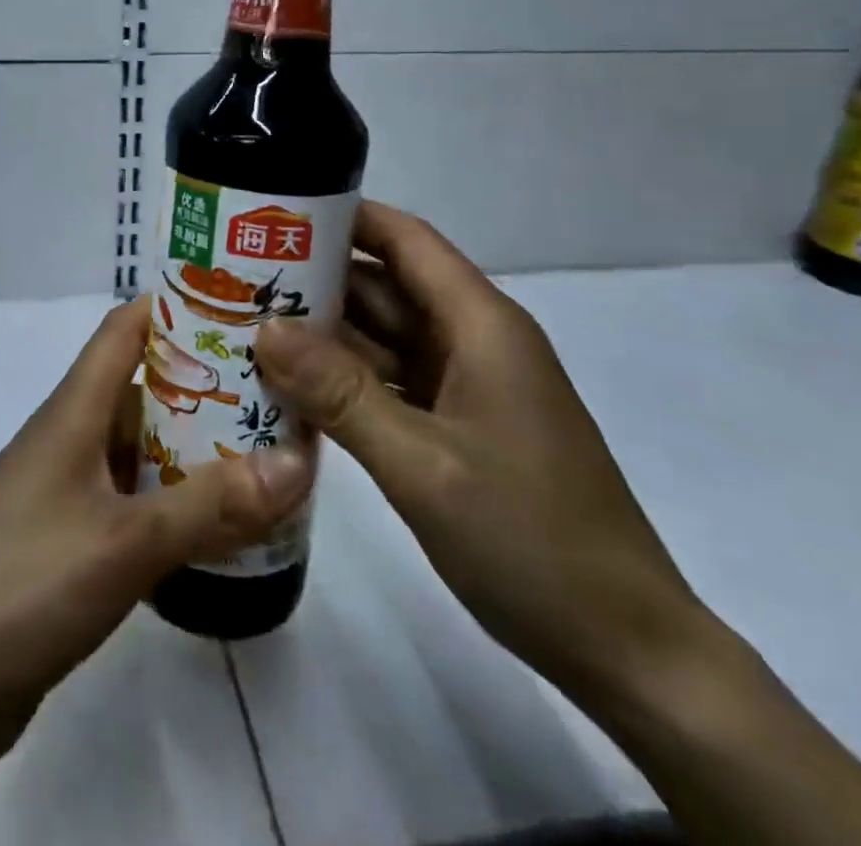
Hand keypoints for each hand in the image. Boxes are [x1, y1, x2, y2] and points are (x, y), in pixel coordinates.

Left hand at [0, 296, 313, 774]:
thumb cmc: (20, 586)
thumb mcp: (124, 543)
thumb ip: (210, 505)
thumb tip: (297, 460)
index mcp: (73, 412)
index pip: (125, 329)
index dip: (176, 305)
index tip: (242, 305)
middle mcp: (69, 440)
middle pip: (142, 389)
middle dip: (206, 383)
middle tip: (279, 390)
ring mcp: (66, 495)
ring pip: (140, 451)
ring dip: (194, 449)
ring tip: (267, 453)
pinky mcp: (66, 547)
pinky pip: (131, 506)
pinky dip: (174, 506)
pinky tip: (219, 528)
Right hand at [255, 200, 702, 712]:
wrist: (624, 648)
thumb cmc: (530, 540)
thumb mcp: (421, 464)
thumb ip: (340, 392)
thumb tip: (265, 328)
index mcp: (480, 325)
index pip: (405, 239)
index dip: (344, 216)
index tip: (273, 213)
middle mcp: (474, 341)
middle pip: (386, 286)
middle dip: (316, 278)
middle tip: (236, 277)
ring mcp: (467, 385)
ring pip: (383, 336)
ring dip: (323, 333)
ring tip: (245, 325)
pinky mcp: (458, 424)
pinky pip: (390, 381)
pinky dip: (343, 379)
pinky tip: (290, 387)